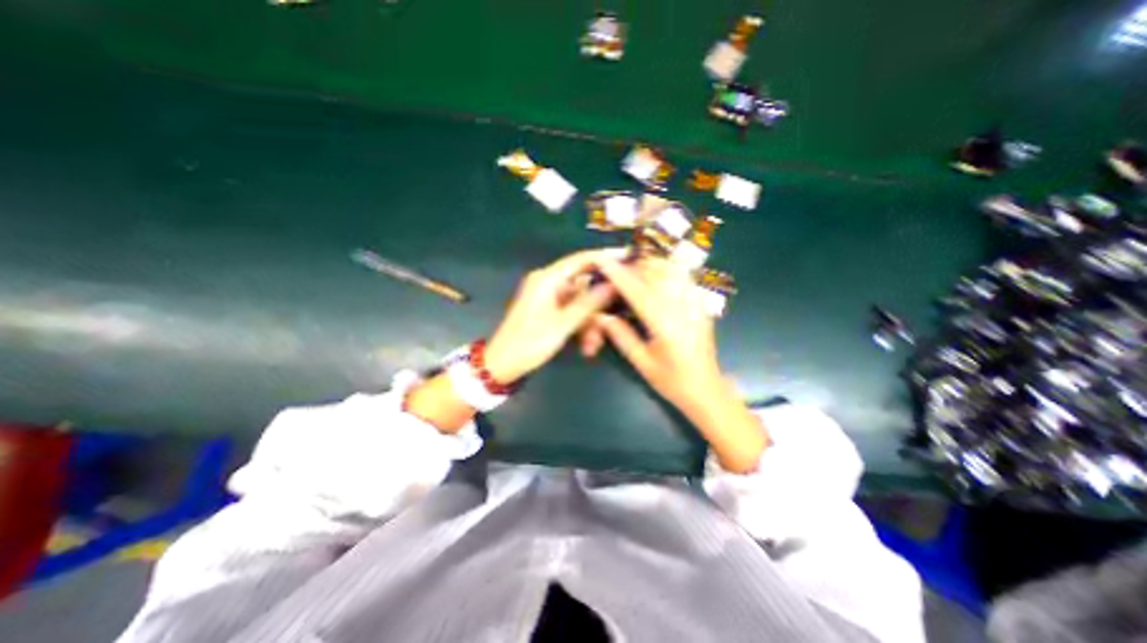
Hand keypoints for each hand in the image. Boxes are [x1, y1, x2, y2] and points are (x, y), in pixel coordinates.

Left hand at [486, 249, 626, 382]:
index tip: (628, 261)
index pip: (581, 259)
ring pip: (581, 303)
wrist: (502, 365)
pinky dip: (580, 326)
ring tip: (592, 346)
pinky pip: (572, 312)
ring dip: (590, 323)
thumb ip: (589, 303)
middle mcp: (549, 283)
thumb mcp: (563, 325)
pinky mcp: (549, 309)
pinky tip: (585, 346)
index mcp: (547, 279)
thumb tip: (613, 284)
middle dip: (598, 308)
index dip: (605, 259)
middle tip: (612, 323)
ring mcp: (549, 297)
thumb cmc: (529, 343)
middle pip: (584, 286)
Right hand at [585, 256, 718, 413]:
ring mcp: (695, 302)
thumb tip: (600, 315)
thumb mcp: (641, 362)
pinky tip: (657, 278)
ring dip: (650, 265)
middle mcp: (681, 306)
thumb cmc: (671, 380)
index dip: (617, 274)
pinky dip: (667, 270)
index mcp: (664, 323)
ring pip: (671, 269)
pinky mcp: (701, 303)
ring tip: (635, 271)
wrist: (706, 388)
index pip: (636, 290)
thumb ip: (620, 335)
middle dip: (633, 265)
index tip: (602, 260)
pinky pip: (683, 276)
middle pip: (655, 272)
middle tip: (616, 270)